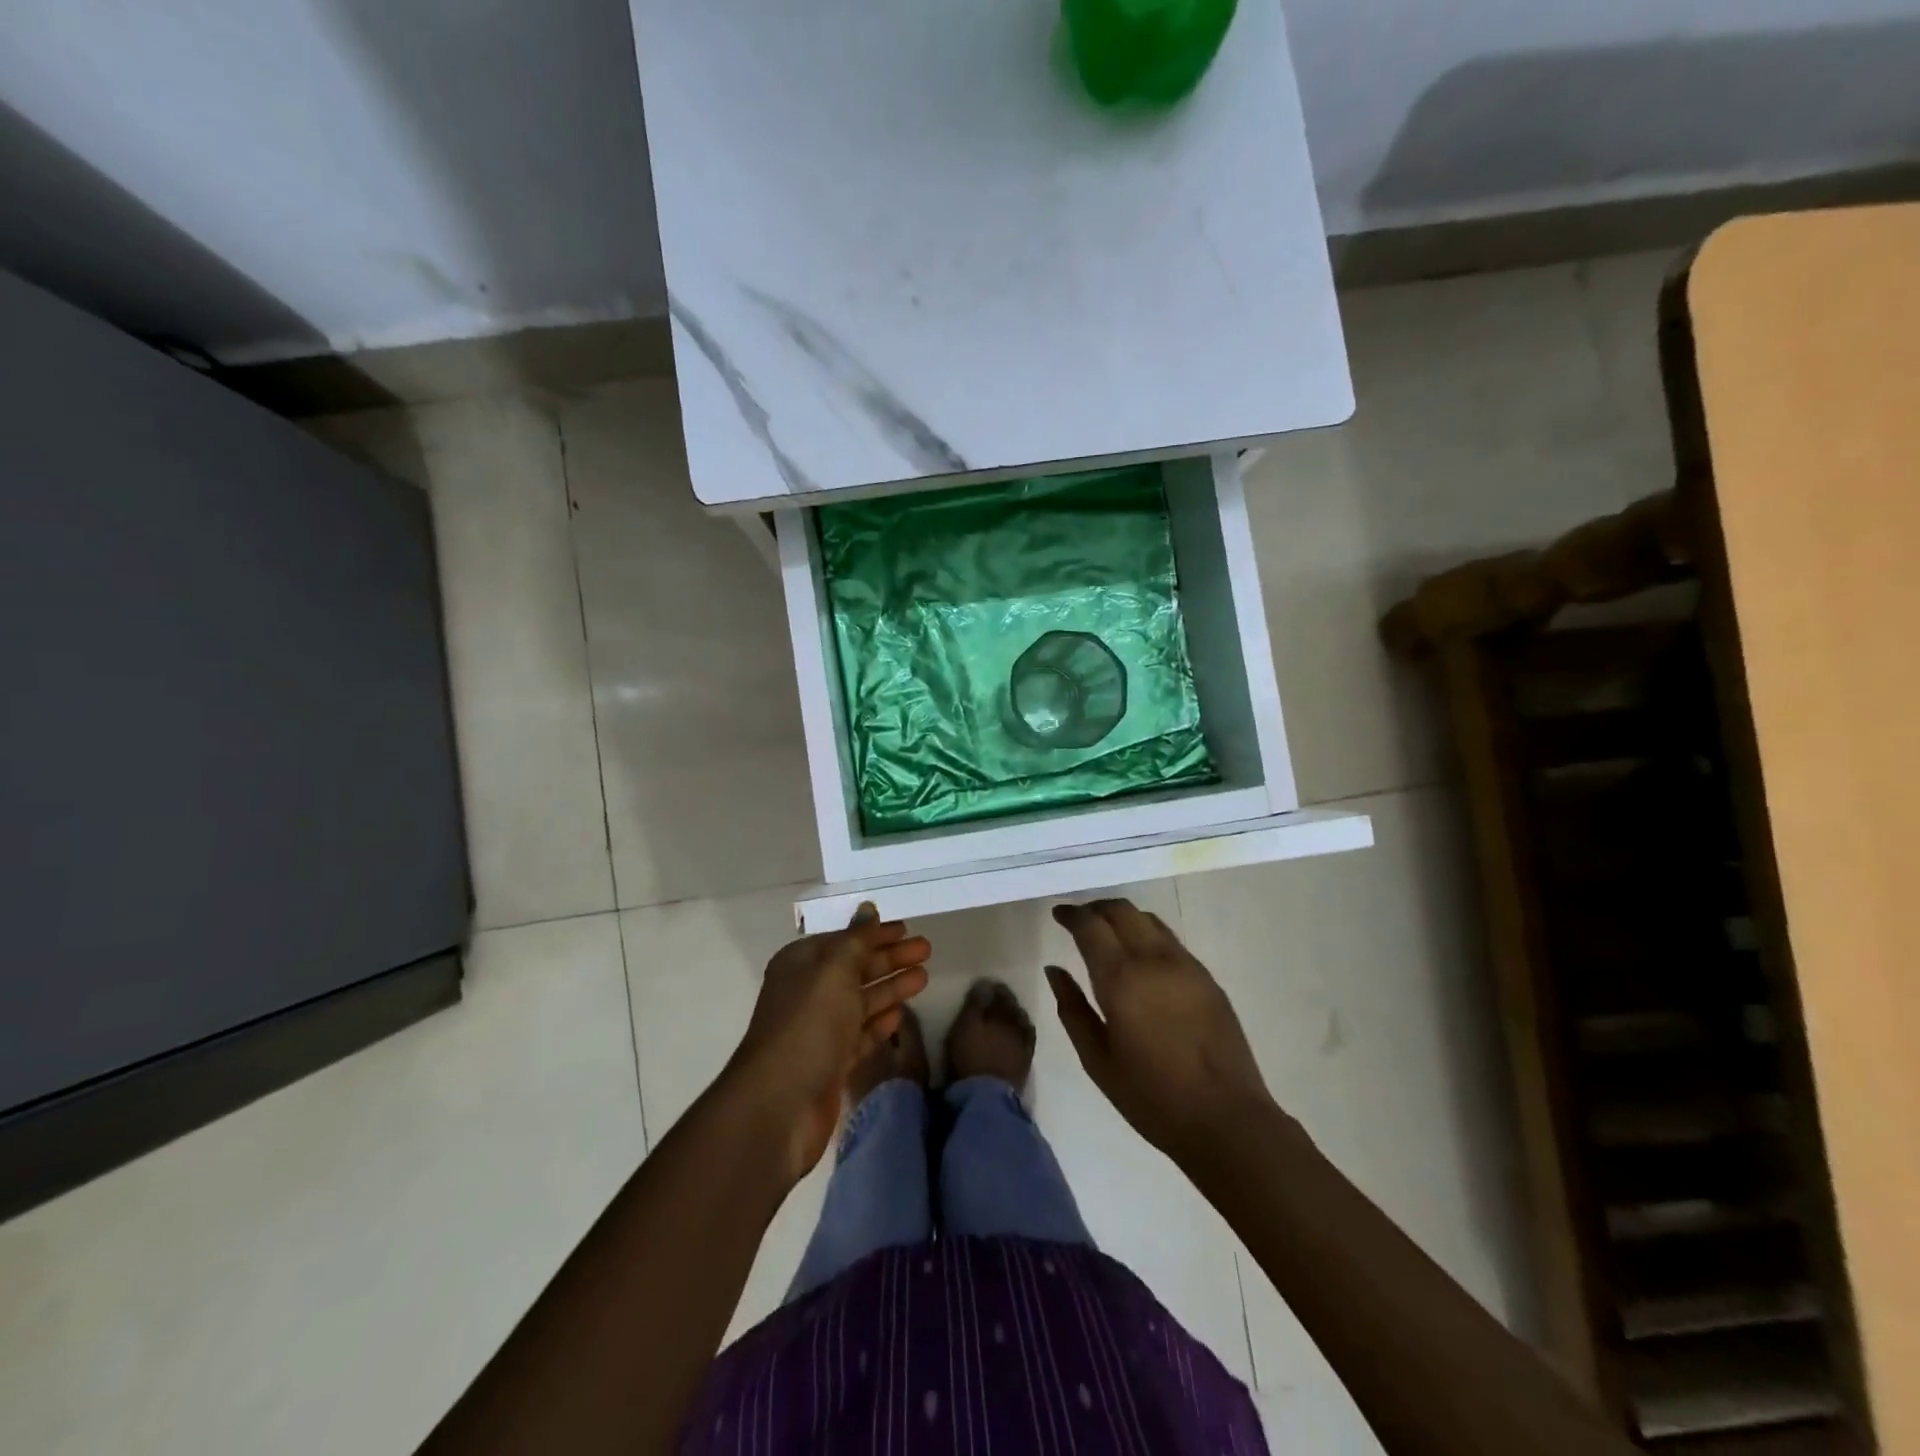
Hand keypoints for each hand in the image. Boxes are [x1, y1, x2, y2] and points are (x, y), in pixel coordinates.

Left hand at [724, 907, 930, 1186]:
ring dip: (890, 988)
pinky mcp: (830, 1063)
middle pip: (855, 968)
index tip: (907, 928)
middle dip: (890, 958)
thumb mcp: (835, 972)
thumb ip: (856, 940)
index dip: (874, 934)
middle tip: (926, 949)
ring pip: (861, 1001)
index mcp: (801, 964)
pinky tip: (899, 1015)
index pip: (844, 940)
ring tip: (924, 977)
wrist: (779, 1106)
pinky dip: (878, 1022)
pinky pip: (859, 1034)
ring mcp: (819, 1030)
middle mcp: (808, 993)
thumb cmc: (808, 1026)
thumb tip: (867, 908)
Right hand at [1046, 899, 1274, 1162]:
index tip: (1058, 914)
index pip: (1091, 926)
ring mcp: (1186, 965)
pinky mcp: (1207, 978)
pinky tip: (1140, 957)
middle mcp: (1154, 960)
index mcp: (1122, 980)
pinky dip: (1147, 934)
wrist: (1227, 1119)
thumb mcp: (1098, 1060)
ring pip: (1149, 919)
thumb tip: (1055, 970)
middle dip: (1096, 908)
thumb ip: (1072, 1009)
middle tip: (1079, 919)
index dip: (1071, 914)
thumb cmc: (1152, 1097)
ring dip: (1123, 917)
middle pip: (1122, 910)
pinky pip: (1170, 940)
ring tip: (1108, 933)